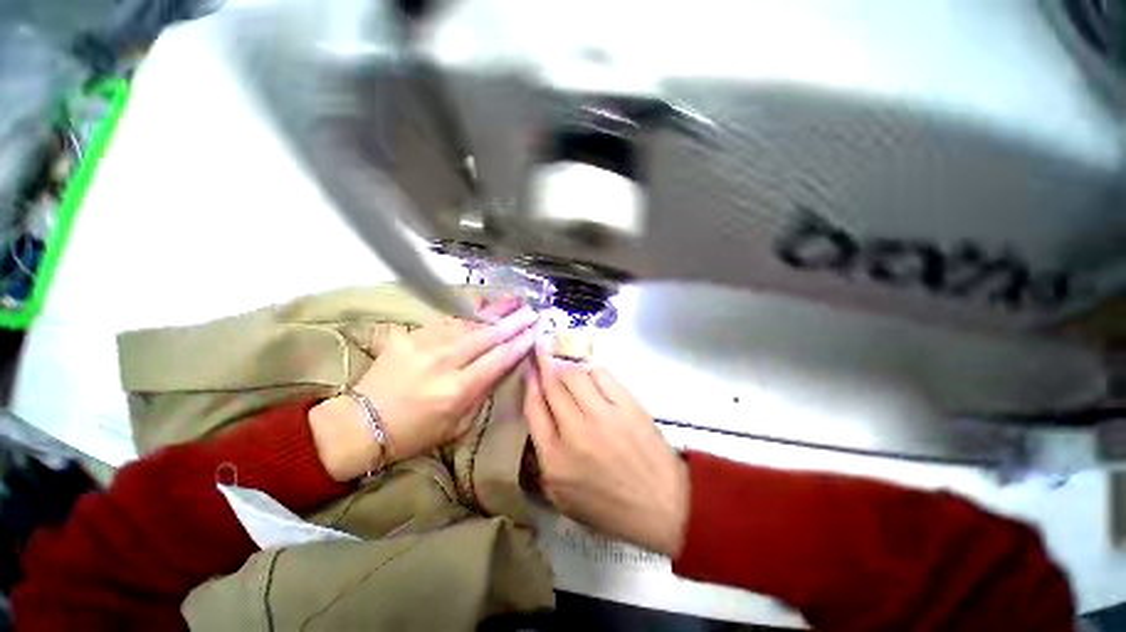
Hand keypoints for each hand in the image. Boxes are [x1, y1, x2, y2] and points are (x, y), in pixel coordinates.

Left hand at [310, 297, 537, 480]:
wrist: (362, 424)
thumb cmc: (415, 433)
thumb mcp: (457, 425)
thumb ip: (482, 393)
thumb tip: (501, 366)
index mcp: (457, 390)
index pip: (498, 359)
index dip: (519, 344)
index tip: (534, 332)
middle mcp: (444, 362)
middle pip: (487, 336)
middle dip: (513, 321)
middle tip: (531, 311)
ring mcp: (425, 345)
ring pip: (468, 322)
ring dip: (494, 310)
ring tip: (513, 300)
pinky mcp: (410, 336)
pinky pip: (445, 320)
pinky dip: (466, 311)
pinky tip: (481, 302)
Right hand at [524, 353, 689, 556]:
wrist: (662, 506)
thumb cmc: (609, 508)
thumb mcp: (562, 498)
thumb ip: (542, 460)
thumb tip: (537, 416)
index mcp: (554, 459)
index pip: (533, 408)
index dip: (529, 384)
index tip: (530, 371)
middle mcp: (575, 432)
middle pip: (552, 385)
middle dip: (544, 365)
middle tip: (542, 354)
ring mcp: (603, 416)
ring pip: (575, 374)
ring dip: (566, 365)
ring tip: (565, 365)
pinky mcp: (627, 405)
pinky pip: (602, 374)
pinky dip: (591, 369)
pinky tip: (590, 373)